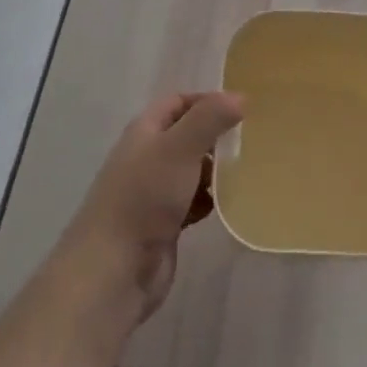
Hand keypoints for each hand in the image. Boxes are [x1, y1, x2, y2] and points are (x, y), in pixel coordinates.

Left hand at [48, 91, 243, 330]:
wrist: (114, 270)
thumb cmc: (144, 198)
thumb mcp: (179, 148)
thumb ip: (209, 119)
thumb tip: (239, 96)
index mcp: (144, 132)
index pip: (177, 102)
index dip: (207, 101)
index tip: (242, 109)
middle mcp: (148, 157)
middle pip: (187, 136)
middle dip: (216, 136)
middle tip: (251, 140)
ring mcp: (154, 193)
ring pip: (192, 170)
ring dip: (217, 170)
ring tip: (248, 170)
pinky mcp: (164, 224)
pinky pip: (194, 202)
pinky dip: (211, 200)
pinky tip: (231, 203)